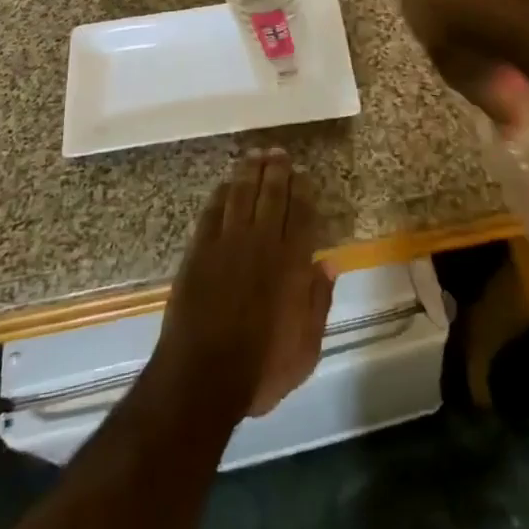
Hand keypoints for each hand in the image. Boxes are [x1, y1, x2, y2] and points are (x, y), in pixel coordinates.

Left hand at [152, 150, 334, 420]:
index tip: (303, 173)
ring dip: (249, 172)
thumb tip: (328, 263)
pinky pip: (212, 211)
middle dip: (276, 171)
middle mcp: (262, 244)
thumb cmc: (260, 369)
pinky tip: (225, 184)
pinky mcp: (199, 250)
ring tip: (255, 154)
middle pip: (271, 195)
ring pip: (241, 194)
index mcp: (291, 265)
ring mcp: (227, 243)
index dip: (303, 191)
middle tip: (278, 151)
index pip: (302, 215)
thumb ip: (318, 303)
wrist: (202, 376)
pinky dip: (220, 194)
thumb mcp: (306, 349)